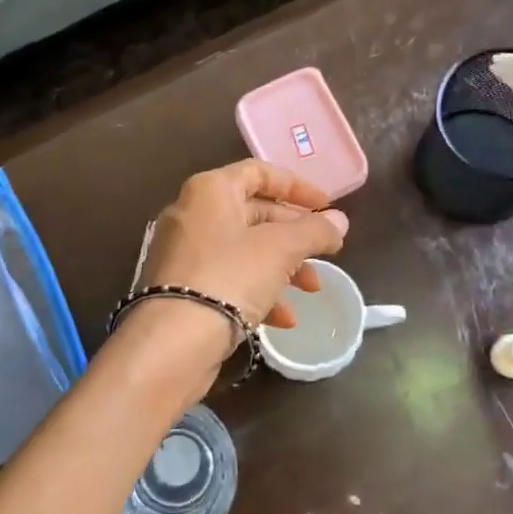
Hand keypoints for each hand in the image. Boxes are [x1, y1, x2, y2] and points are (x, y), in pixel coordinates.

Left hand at [136, 159, 348, 327]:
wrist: (173, 341)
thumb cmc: (230, 278)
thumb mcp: (281, 249)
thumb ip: (314, 231)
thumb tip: (339, 221)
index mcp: (210, 191)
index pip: (259, 172)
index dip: (298, 187)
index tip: (328, 207)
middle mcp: (192, 214)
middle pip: (254, 213)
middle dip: (295, 235)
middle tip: (326, 252)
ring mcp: (185, 253)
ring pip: (245, 251)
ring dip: (284, 267)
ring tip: (312, 289)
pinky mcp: (183, 289)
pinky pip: (228, 280)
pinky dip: (259, 292)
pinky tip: (284, 319)